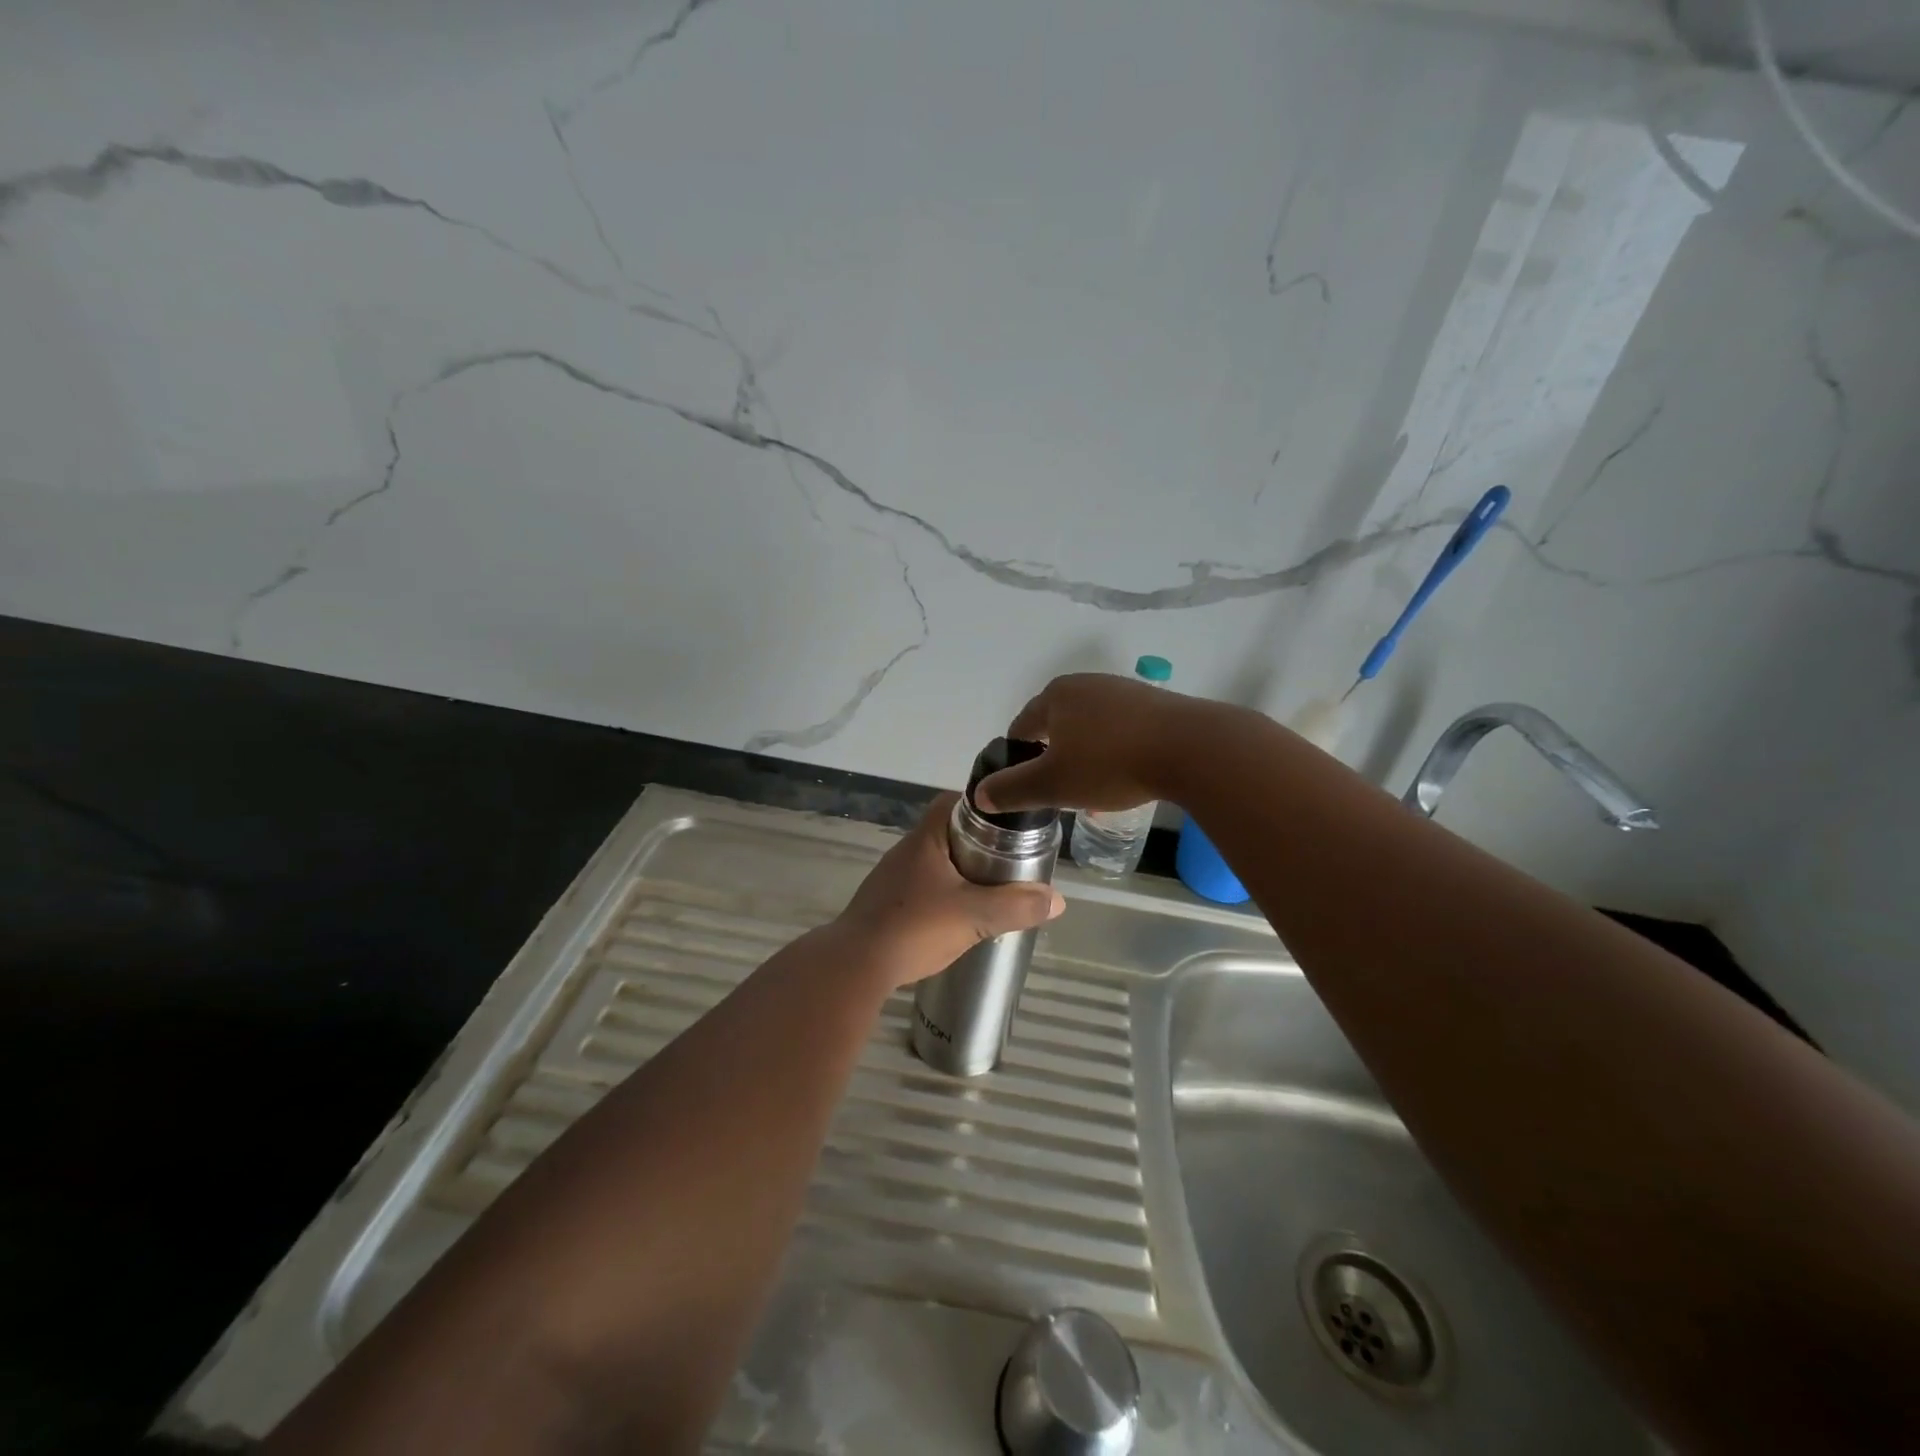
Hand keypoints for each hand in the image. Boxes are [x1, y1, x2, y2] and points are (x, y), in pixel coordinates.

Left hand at [833, 793, 1065, 985]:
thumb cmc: (914, 928)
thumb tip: (1056, 899)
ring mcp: (892, 879)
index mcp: (925, 839)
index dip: (982, 807)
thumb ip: (1016, 906)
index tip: (1009, 822)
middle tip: (1009, 861)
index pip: (952, 802)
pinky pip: (922, 889)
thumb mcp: (974, 917)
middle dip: (978, 844)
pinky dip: (943, 895)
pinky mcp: (886, 905)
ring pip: (935, 864)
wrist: (854, 966)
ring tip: (991, 889)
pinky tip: (958, 917)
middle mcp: (906, 851)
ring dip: (961, 872)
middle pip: (947, 833)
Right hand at [975, 673, 1204, 813]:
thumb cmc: (1110, 763)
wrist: (1190, 748)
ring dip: (1086, 758)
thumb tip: (980, 795)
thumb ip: (1013, 789)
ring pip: (1090, 729)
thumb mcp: (1054, 784)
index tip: (1024, 785)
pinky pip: (1121, 730)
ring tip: (1094, 792)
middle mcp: (1086, 684)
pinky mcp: (1154, 703)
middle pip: (1057, 726)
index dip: (1018, 758)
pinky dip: (1115, 752)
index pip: (1022, 726)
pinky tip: (1126, 777)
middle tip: (1059, 791)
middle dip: (1055, 759)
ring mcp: (1122, 690)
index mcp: (1055, 696)